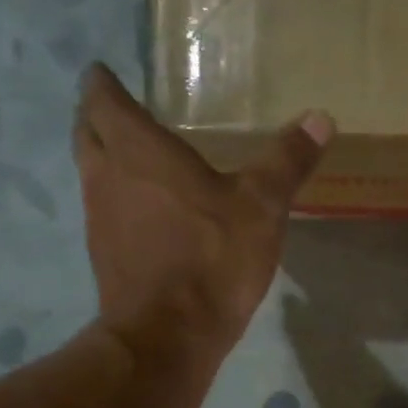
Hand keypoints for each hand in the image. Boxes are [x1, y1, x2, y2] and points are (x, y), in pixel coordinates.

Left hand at [73, 64, 330, 355]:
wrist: (168, 335)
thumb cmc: (212, 258)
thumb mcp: (262, 206)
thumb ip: (287, 160)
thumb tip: (321, 117)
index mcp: (138, 151)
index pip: (103, 100)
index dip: (102, 82)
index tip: (105, 72)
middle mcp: (107, 175)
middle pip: (87, 131)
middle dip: (96, 115)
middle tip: (118, 108)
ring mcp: (99, 217)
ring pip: (91, 170)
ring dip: (104, 155)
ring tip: (133, 154)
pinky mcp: (104, 253)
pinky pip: (103, 207)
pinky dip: (116, 195)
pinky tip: (144, 209)